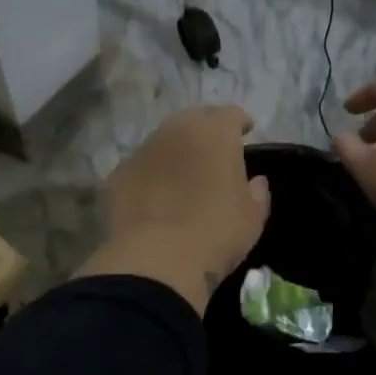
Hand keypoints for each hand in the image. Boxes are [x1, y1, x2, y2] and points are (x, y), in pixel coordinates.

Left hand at [79, 105, 270, 314]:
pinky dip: (151, 174)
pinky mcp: (118, 175)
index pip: (231, 114)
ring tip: (182, 173)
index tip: (246, 133)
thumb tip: (255, 181)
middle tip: (213, 151)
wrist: (158, 260)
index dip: (240, 123)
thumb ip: (257, 192)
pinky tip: (155, 196)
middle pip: (193, 118)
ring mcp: (142, 151)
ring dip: (175, 150)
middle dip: (205, 129)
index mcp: (215, 133)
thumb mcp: (252, 217)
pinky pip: (141, 166)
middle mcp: (176, 131)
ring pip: (163, 140)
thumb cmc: (216, 233)